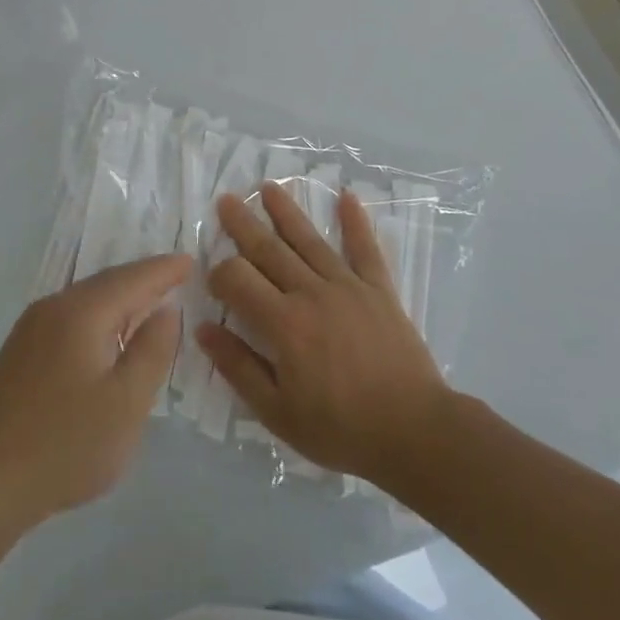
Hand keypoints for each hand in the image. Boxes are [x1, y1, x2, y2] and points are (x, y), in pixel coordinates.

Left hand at [0, 255, 187, 539]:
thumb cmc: (63, 444)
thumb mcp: (125, 403)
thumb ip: (151, 351)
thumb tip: (166, 310)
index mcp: (81, 311)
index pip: (132, 277)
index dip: (164, 269)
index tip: (191, 260)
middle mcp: (53, 307)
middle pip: (106, 283)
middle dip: (142, 280)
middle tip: (176, 276)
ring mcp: (30, 330)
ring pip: (86, 302)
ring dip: (120, 300)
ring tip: (150, 303)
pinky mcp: (19, 354)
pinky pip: (71, 320)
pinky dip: (100, 319)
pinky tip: (109, 338)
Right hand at [197, 184, 450, 487]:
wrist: (415, 433)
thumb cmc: (341, 428)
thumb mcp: (278, 412)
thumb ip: (239, 367)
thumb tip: (204, 329)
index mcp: (283, 323)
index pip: (238, 279)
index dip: (219, 273)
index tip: (214, 280)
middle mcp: (311, 293)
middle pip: (269, 250)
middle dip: (243, 224)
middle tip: (226, 200)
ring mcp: (348, 286)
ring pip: (309, 240)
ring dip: (286, 211)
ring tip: (268, 187)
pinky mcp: (379, 290)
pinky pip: (365, 249)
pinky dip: (355, 222)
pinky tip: (346, 196)